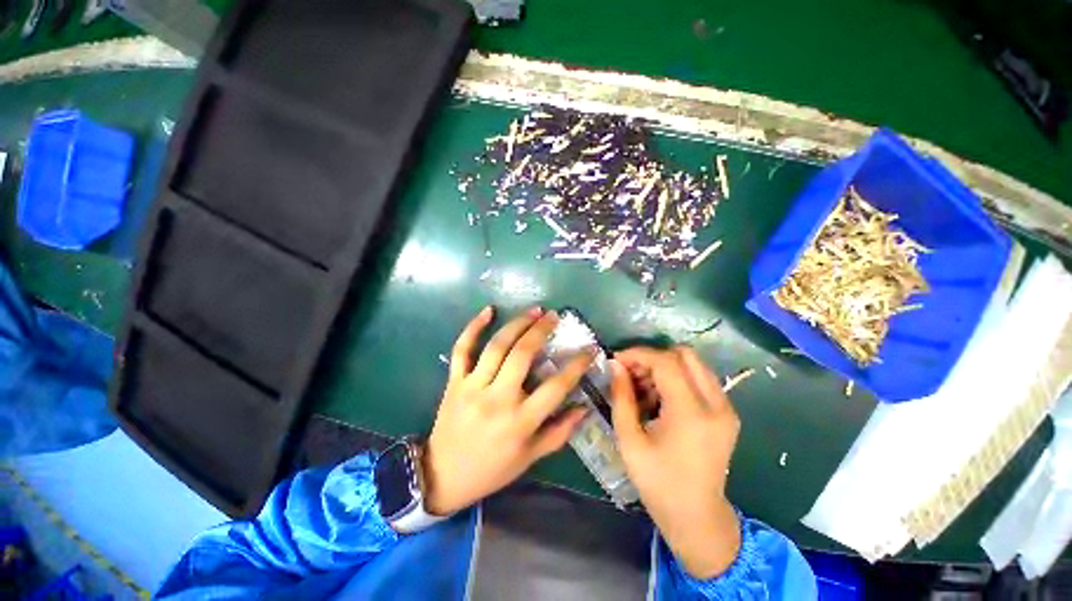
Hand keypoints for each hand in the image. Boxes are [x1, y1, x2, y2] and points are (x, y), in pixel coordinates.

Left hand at [422, 306, 590, 515]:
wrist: (442, 476)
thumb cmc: (492, 469)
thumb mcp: (531, 457)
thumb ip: (560, 432)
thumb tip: (584, 407)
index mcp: (520, 422)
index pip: (556, 387)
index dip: (577, 365)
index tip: (589, 349)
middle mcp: (497, 399)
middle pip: (523, 355)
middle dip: (542, 330)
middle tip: (554, 316)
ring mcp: (473, 387)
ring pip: (496, 346)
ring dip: (517, 324)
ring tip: (534, 311)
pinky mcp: (454, 381)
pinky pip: (462, 349)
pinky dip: (474, 327)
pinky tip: (489, 310)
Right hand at [610, 346, 741, 578]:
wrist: (697, 517)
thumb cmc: (658, 483)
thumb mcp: (630, 440)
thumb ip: (621, 397)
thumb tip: (615, 365)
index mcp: (692, 414)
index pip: (666, 362)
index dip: (638, 354)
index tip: (616, 360)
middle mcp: (716, 405)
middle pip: (685, 354)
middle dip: (653, 357)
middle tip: (631, 372)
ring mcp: (726, 408)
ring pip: (693, 364)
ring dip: (664, 367)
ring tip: (642, 387)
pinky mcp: (726, 413)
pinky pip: (699, 379)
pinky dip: (676, 378)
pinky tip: (658, 397)